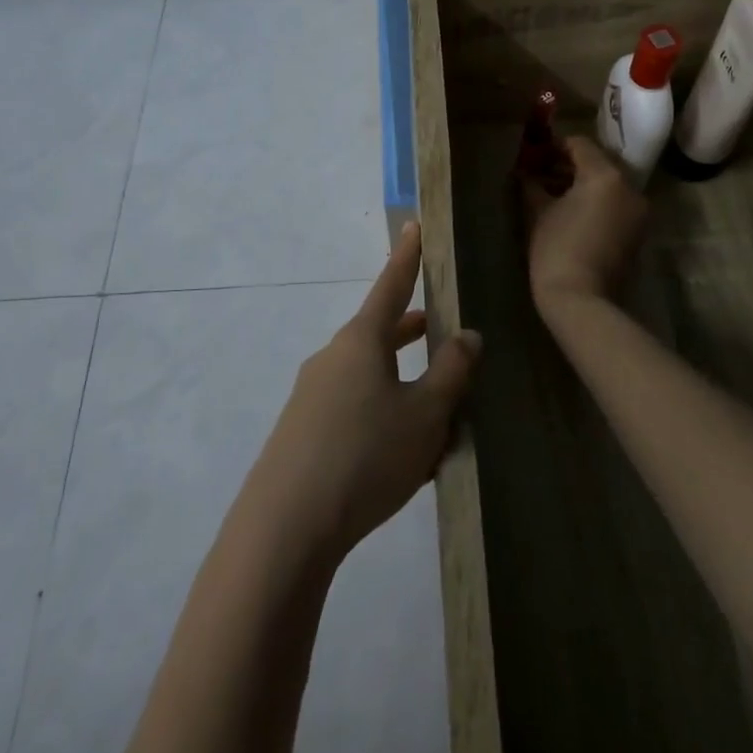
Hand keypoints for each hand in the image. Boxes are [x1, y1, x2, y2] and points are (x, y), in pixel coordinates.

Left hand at [251, 223, 481, 561]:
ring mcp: (313, 395)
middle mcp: (333, 358)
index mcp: (361, 342)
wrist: (285, 527)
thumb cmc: (366, 455)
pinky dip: (382, 413)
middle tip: (442, 328)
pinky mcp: (303, 431)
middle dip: (412, 331)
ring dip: (401, 381)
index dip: (407, 257)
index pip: (391, 286)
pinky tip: (402, 455)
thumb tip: (467, 334)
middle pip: (380, 333)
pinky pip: (353, 407)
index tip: (414, 225)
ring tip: (437, 406)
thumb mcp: (425, 415)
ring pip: (369, 375)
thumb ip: (451, 371)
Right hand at [523, 134, 648, 308]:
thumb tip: (524, 172)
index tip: (534, 156)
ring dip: (583, 184)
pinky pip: (616, 204)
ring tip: (553, 195)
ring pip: (609, 184)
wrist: (582, 299)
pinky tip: (572, 214)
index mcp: (606, 175)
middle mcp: (629, 187)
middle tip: (541, 174)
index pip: (580, 144)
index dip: (554, 146)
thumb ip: (532, 184)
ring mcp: (638, 211)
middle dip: (569, 165)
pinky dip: (597, 202)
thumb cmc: (556, 249)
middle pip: (598, 163)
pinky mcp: (638, 232)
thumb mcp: (538, 212)